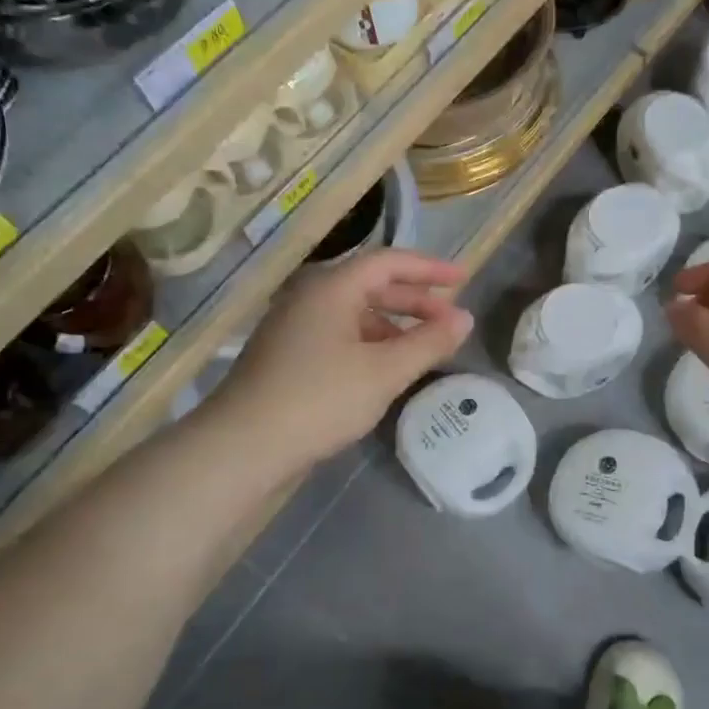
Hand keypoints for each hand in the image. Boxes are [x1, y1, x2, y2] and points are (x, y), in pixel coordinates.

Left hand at [212, 249, 473, 466]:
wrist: (243, 446)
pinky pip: (339, 334)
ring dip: (394, 325)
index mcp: (332, 287)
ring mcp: (294, 325)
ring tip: (423, 348)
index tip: (462, 280)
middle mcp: (310, 296)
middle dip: (415, 301)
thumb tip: (465, 319)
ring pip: (355, 312)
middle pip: (371, 285)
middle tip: (450, 320)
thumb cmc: (320, 399)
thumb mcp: (385, 372)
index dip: (429, 269)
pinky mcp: (287, 353)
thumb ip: (429, 343)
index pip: (389, 262)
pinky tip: (385, 369)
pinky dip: (370, 342)